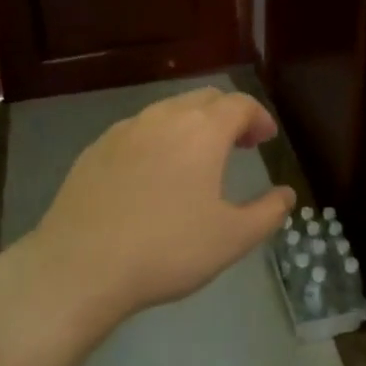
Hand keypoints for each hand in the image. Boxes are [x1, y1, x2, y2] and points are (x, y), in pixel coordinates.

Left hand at [25, 85, 295, 329]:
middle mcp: (164, 117)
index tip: (266, 138)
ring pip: (169, 110)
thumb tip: (286, 194)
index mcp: (202, 131)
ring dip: (193, 123)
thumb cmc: (166, 249)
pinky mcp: (96, 148)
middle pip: (205, 98)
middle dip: (228, 115)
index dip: (258, 117)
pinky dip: (159, 138)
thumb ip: (268, 213)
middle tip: (240, 144)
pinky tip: (154, 172)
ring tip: (198, 157)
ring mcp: (125, 129)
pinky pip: (139, 129)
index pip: (240, 104)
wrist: (78, 267)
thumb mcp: (231, 239)